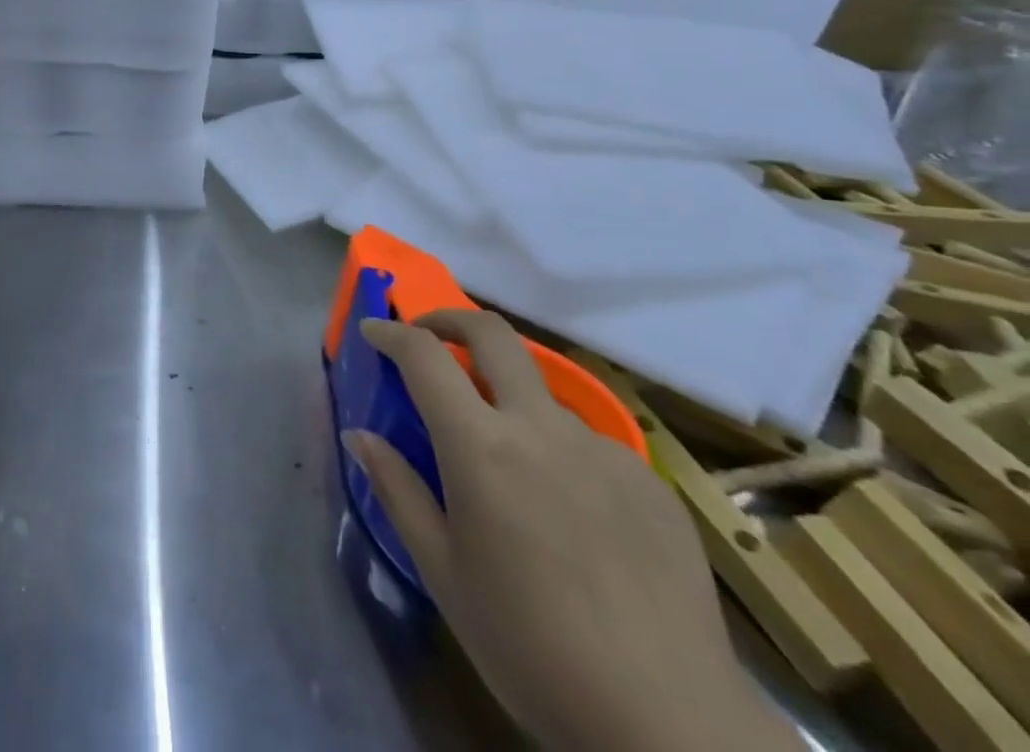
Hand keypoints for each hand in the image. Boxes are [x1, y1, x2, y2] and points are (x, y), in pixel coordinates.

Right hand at [343, 312, 800, 751]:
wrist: (671, 726)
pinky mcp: (650, 482)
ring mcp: (602, 450)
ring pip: (542, 394)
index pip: (424, 355)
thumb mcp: (441, 570)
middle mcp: (540, 428)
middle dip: (450, 319)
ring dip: (508, 400)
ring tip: (505, 463)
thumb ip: (397, 489)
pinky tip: (568, 513)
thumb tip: (359, 436)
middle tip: (429, 335)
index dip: (391, 333)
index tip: (374, 333)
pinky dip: (558, 451)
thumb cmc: (529, 646)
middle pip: (492, 334)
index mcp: (480, 446)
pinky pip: (588, 444)